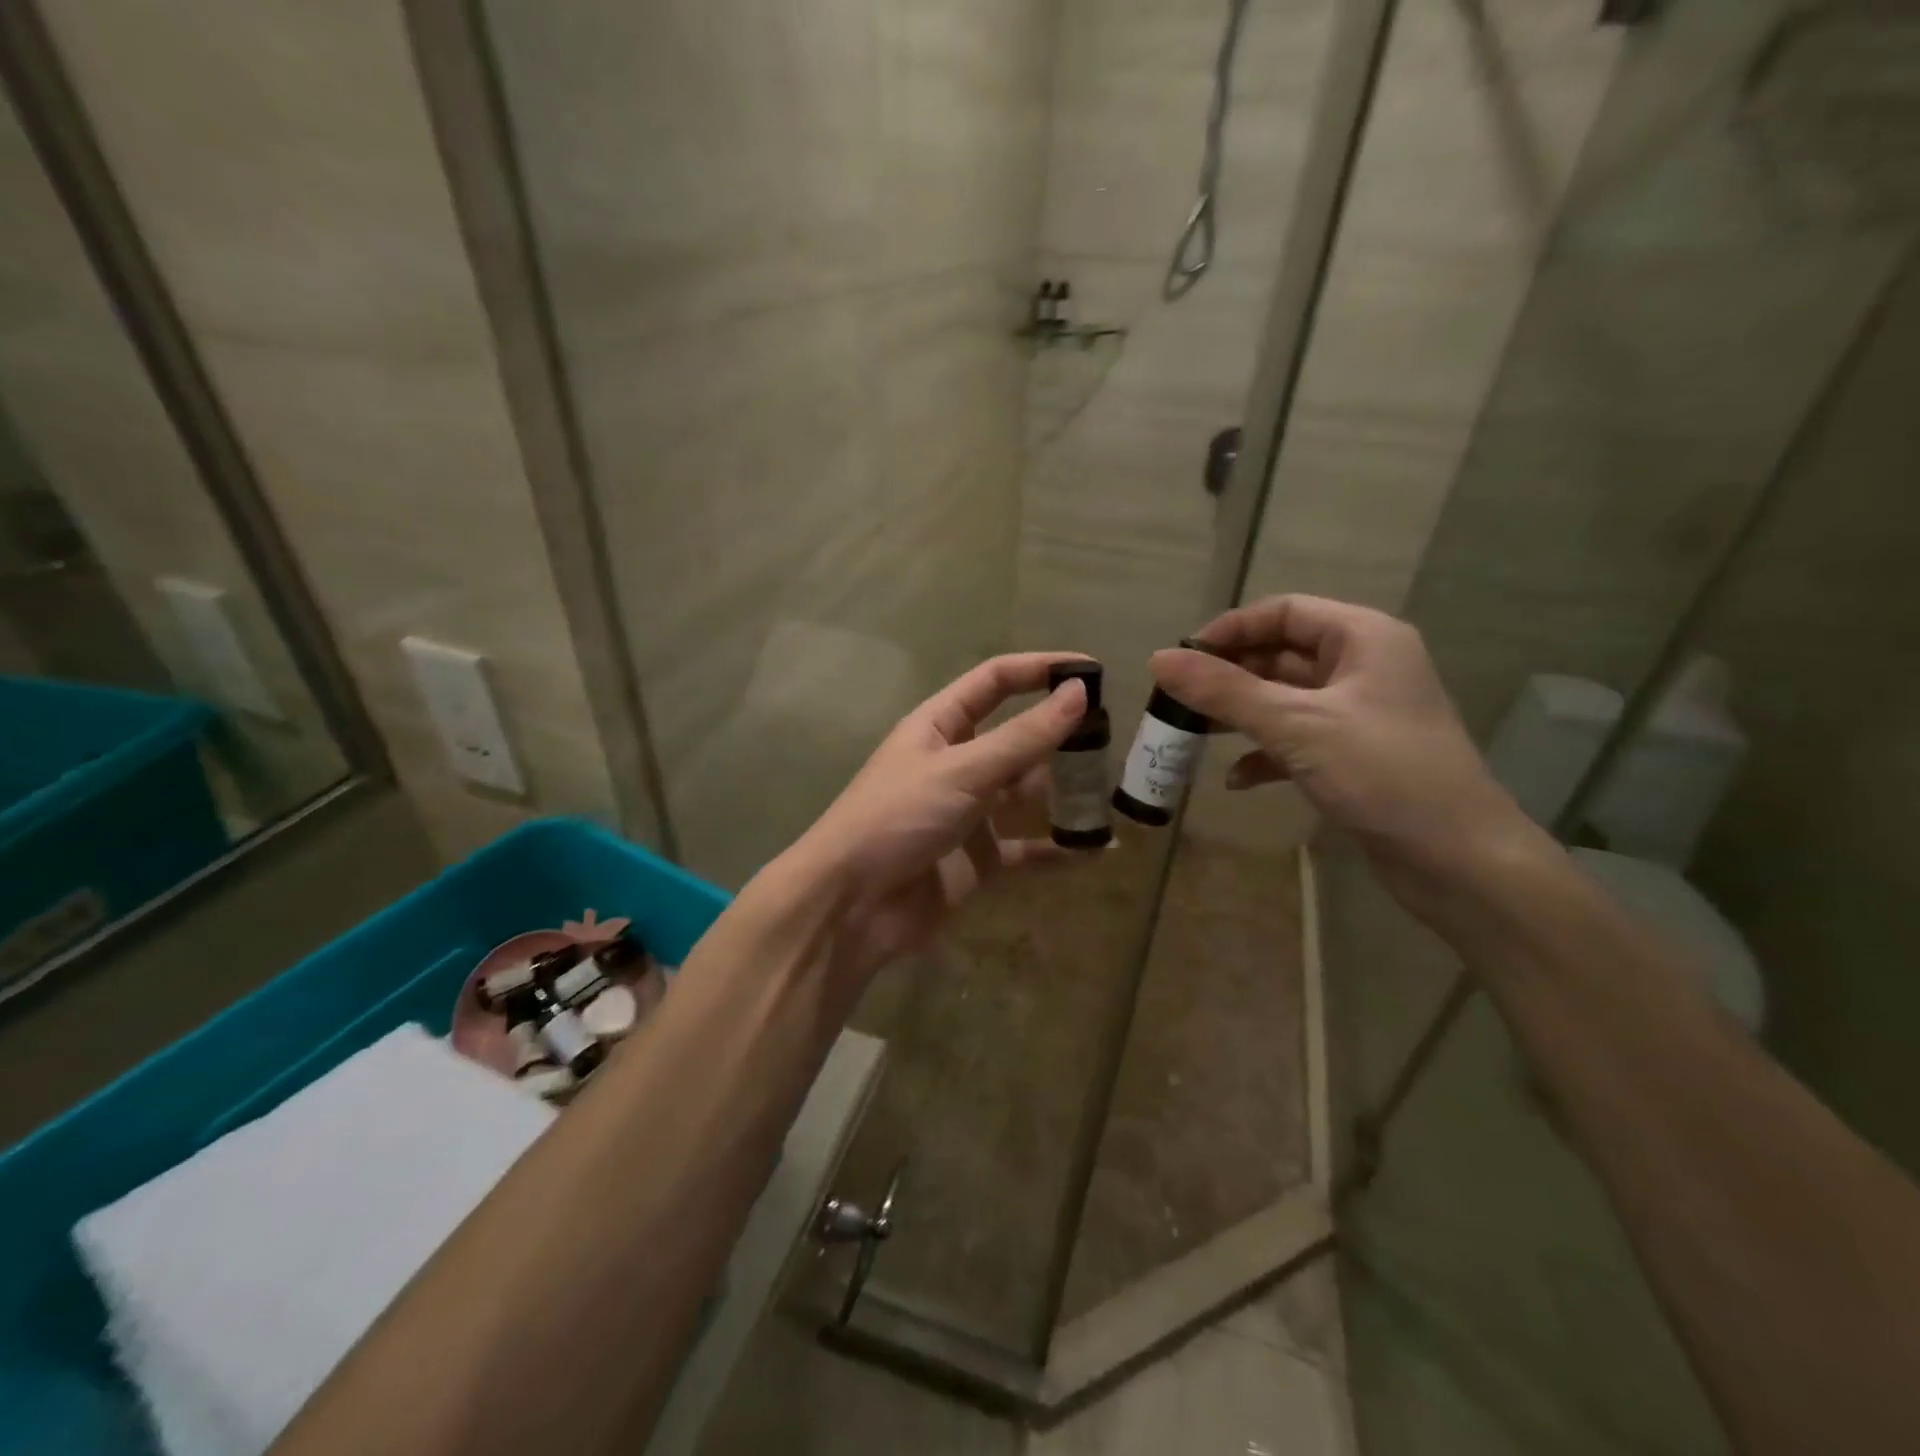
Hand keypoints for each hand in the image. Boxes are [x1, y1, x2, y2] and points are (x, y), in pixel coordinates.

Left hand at [792, 653, 1088, 982]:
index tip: (1091, 670)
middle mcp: (956, 762)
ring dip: (1064, 790)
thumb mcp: (962, 770)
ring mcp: (968, 811)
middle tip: (1113, 736)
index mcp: (939, 725)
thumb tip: (1080, 692)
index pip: (994, 681)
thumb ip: (1023, 737)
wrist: (852, 906)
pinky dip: (1058, 848)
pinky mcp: (978, 858)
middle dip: (1060, 734)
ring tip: (1112, 787)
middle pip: (1017, 736)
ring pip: (1025, 791)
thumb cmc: (898, 818)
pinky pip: (1027, 848)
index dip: (1039, 669)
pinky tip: (1098, 848)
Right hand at [1149, 596, 1526, 870]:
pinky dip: (1264, 753)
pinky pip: (1297, 740)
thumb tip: (1158, 658)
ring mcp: (1359, 714)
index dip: (1230, 630)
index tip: (1181, 658)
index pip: (1283, 612)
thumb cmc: (1383, 773)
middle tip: (1178, 700)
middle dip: (1229, 676)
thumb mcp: (1297, 725)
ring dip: (1240, 715)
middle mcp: (1363, 667)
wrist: (1460, 860)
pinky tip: (1236, 780)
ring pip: (1284, 699)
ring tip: (1194, 734)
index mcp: (1363, 638)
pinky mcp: (1354, 756)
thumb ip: (1225, 691)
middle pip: (1281, 655)